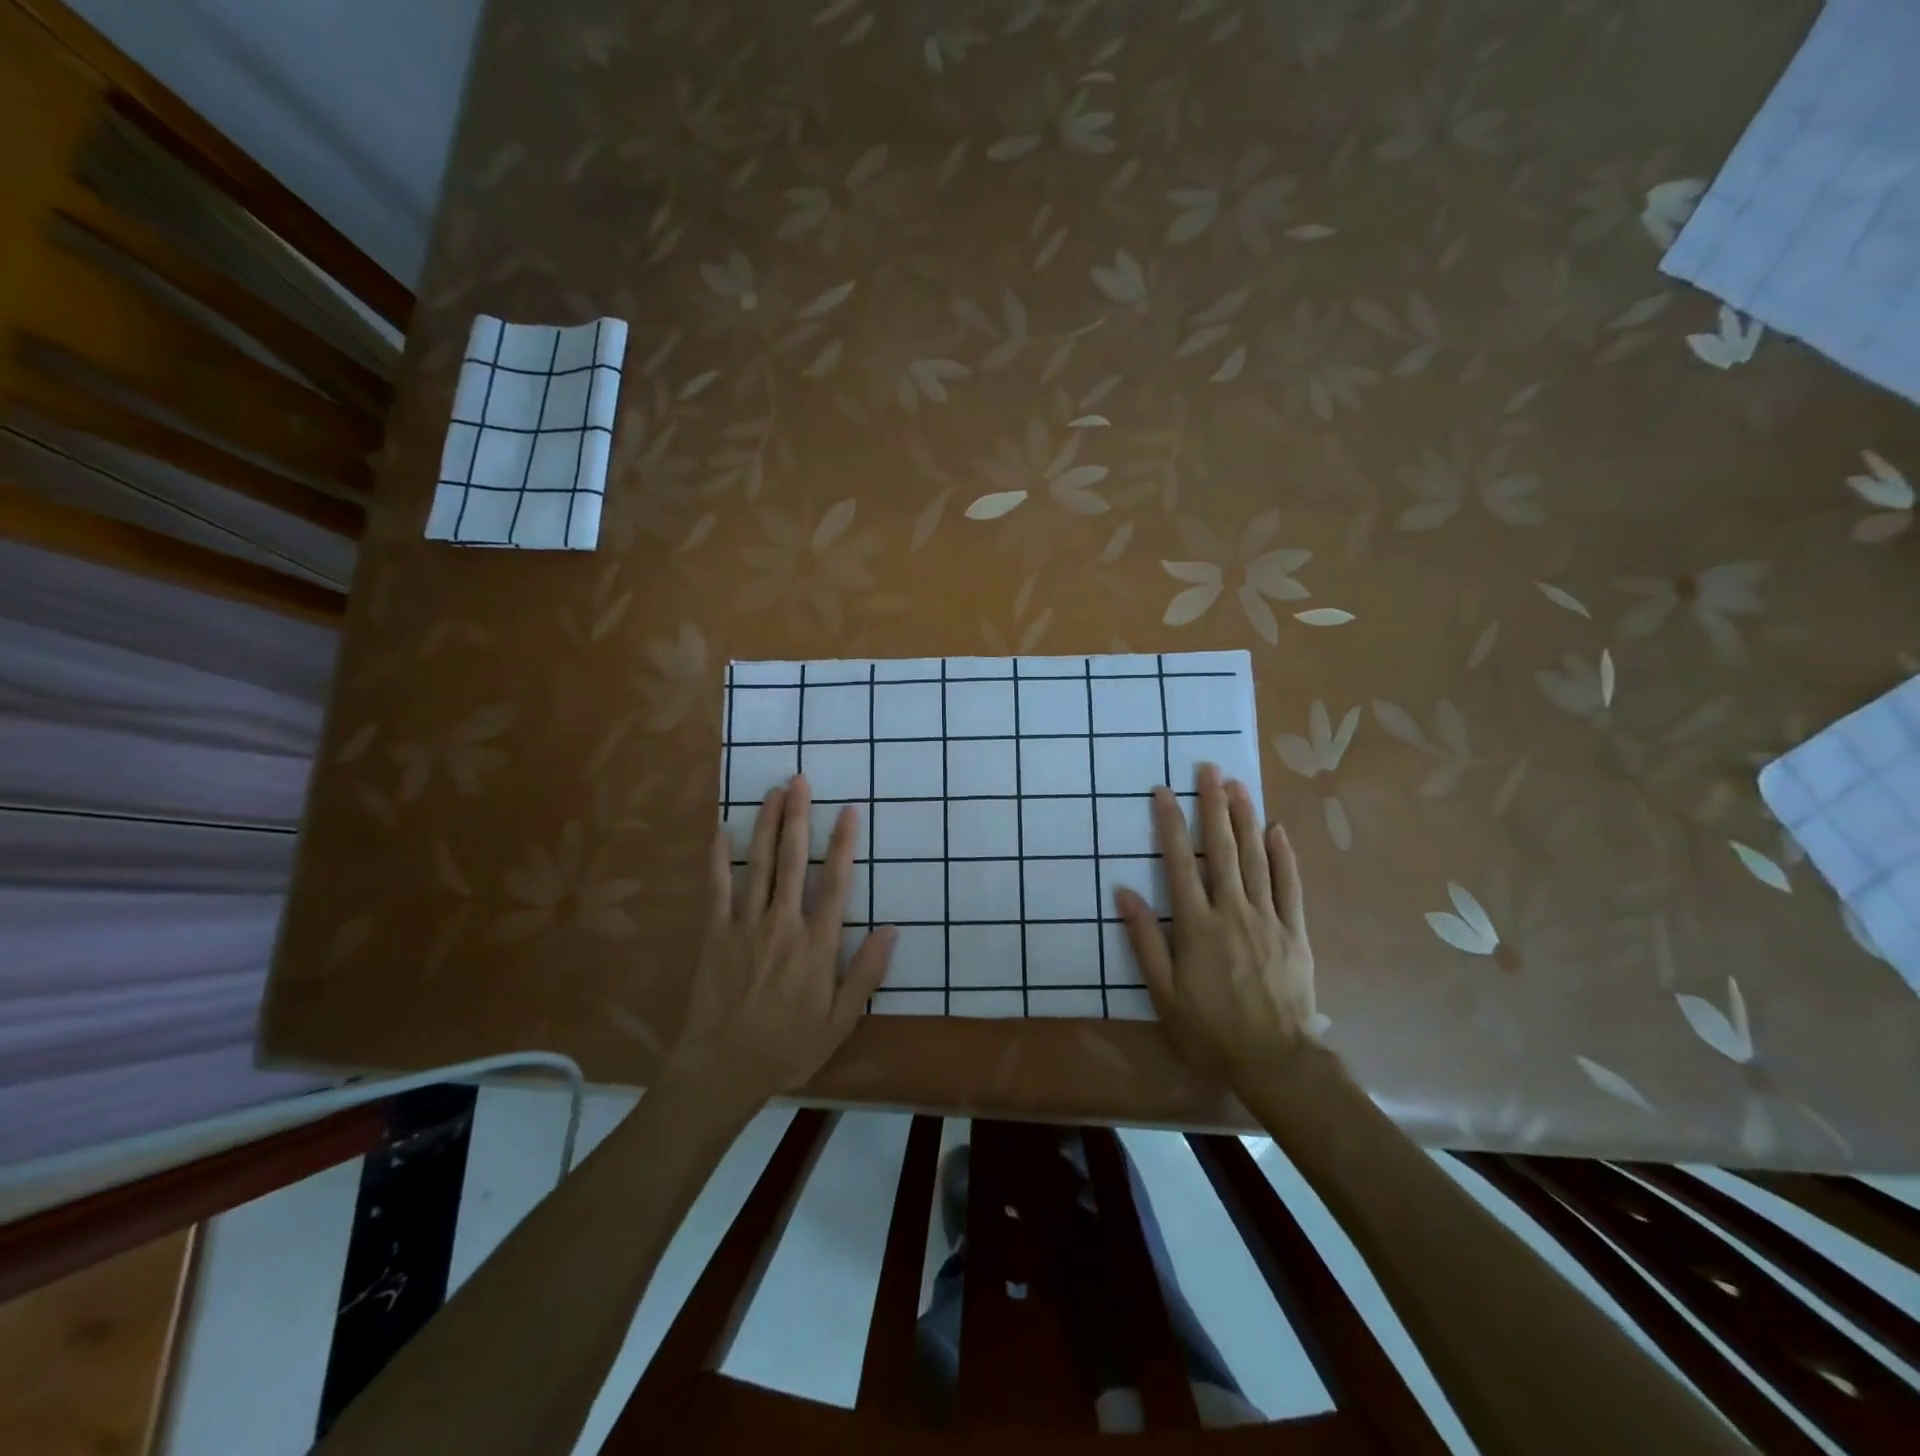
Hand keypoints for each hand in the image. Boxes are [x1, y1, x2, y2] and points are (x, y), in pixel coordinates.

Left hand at [667, 776, 895, 1098]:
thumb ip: (866, 973)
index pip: (836, 882)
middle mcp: (783, 924)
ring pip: (758, 864)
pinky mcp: (715, 933)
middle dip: (798, 816)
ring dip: (766, 824)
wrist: (723, 1069)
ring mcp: (745, 925)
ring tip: (773, 791)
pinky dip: (719, 856)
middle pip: (793, 860)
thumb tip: (892, 929)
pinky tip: (723, 829)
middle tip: (800, 780)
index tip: (849, 811)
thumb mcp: (840, 1021)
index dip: (844, 844)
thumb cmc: (788, 1047)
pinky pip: (717, 887)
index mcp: (816, 944)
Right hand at [1114, 763, 1316, 1087]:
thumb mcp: (1163, 993)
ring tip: (1237, 785)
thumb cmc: (1210, 1030)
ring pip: (1255, 858)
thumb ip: (1144, 940)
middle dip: (1212, 806)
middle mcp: (1232, 911)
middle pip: (1220, 849)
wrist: (1275, 1060)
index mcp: (1197, 926)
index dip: (1169, 824)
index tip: (1163, 791)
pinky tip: (1277, 829)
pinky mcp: (1295, 932)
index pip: (1178, 863)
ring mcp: (1268, 919)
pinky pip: (1289, 885)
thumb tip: (1124, 892)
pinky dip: (1283, 855)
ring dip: (1245, 819)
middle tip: (1208, 769)